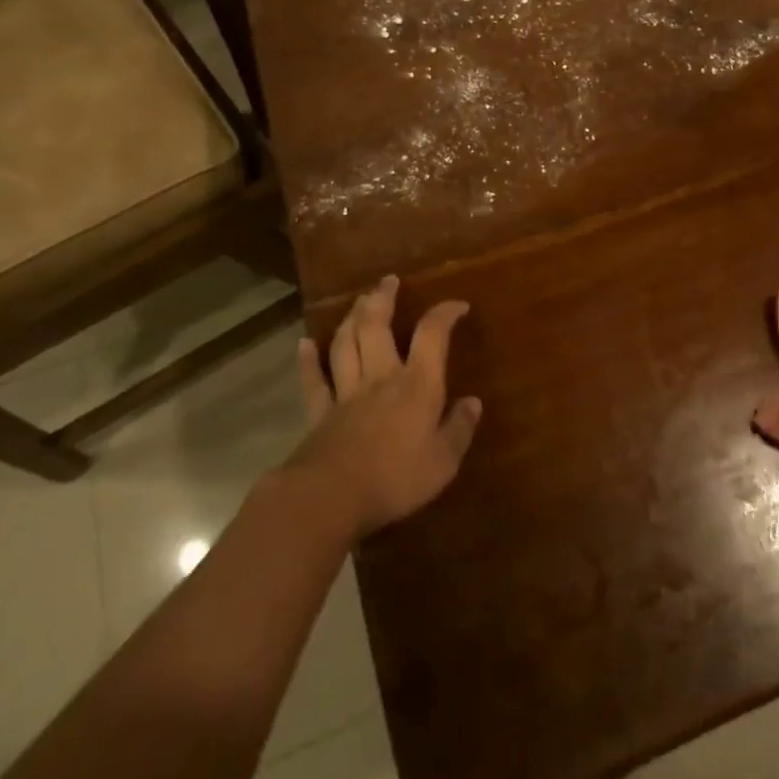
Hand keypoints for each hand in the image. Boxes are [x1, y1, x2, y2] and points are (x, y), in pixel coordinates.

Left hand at [287, 275, 482, 541]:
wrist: (331, 497)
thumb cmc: (395, 479)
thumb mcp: (443, 461)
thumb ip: (459, 429)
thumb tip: (473, 402)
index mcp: (416, 384)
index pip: (432, 335)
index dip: (445, 314)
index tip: (457, 305)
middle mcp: (381, 377)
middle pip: (378, 326)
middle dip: (384, 299)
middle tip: (388, 281)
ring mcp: (346, 393)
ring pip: (346, 344)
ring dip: (352, 318)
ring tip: (359, 300)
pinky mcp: (320, 414)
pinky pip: (313, 381)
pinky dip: (308, 361)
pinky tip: (305, 343)